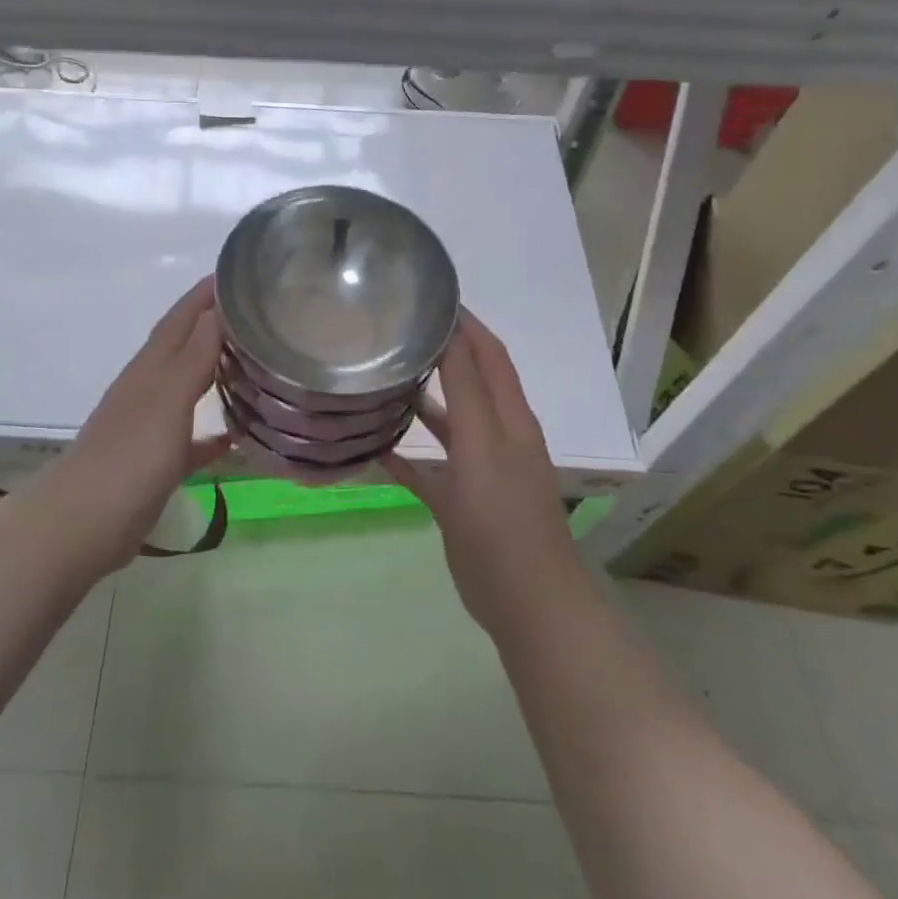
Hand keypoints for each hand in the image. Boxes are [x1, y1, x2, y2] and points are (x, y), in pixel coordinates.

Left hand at [41, 277, 230, 572]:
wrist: (84, 523)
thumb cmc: (130, 456)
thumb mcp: (167, 400)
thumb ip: (194, 356)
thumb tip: (216, 309)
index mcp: (151, 368)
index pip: (181, 318)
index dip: (205, 295)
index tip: (237, 273)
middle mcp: (149, 388)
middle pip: (185, 347)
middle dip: (214, 325)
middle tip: (257, 314)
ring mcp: (151, 426)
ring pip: (189, 388)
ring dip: (215, 373)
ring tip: (253, 364)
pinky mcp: (156, 462)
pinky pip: (191, 438)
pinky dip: (212, 432)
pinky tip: (237, 436)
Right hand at [388, 310, 581, 633]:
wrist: (523, 601)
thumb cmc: (503, 518)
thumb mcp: (483, 446)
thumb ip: (467, 390)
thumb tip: (452, 332)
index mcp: (510, 418)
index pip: (490, 355)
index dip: (468, 325)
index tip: (431, 297)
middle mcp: (496, 436)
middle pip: (470, 382)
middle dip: (442, 354)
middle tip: (397, 333)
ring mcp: (478, 470)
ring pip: (448, 423)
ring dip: (422, 400)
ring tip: (382, 378)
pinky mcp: (460, 501)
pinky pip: (429, 468)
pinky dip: (406, 455)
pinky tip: (374, 446)